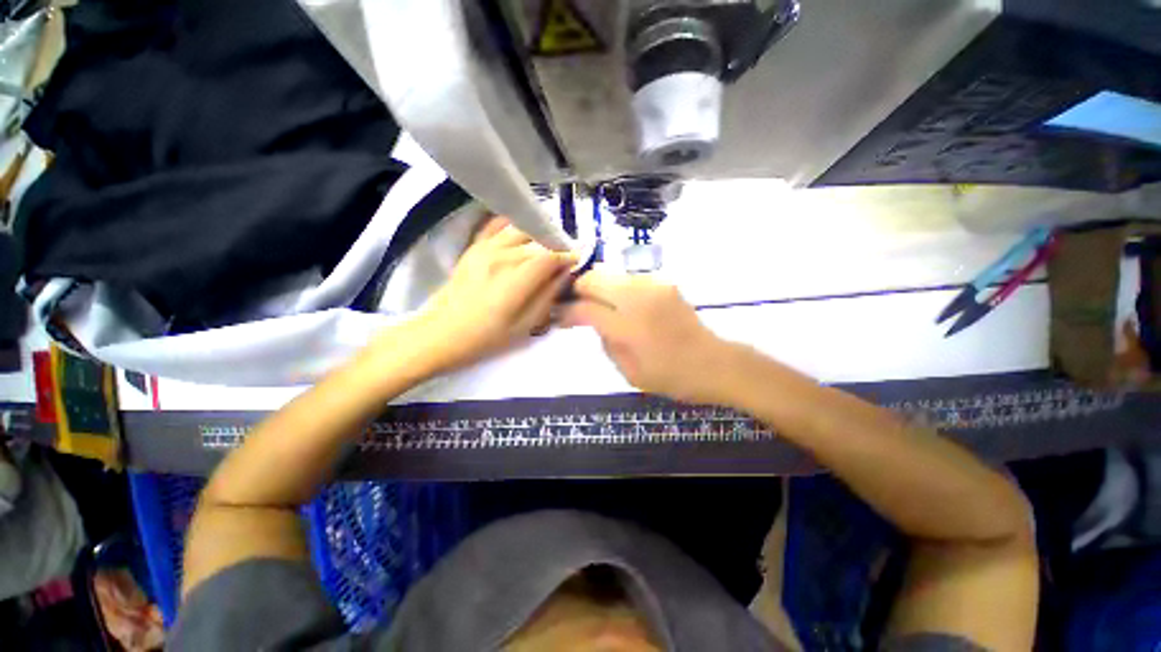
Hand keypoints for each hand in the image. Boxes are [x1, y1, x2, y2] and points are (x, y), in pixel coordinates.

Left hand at [395, 217, 576, 374]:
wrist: (441, 334)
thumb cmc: (486, 338)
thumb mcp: (524, 326)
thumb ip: (548, 296)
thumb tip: (564, 273)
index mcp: (515, 280)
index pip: (550, 256)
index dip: (568, 255)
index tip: (577, 260)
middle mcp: (502, 257)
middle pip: (538, 242)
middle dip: (556, 247)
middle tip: (563, 260)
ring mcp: (485, 248)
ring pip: (522, 230)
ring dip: (539, 236)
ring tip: (546, 248)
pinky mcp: (474, 247)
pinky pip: (498, 225)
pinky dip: (514, 226)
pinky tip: (523, 235)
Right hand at [560, 270, 730, 402]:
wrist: (713, 363)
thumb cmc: (671, 376)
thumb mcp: (629, 373)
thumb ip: (606, 343)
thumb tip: (595, 322)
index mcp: (628, 327)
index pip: (585, 308)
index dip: (567, 312)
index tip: (560, 317)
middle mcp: (638, 298)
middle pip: (593, 279)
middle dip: (578, 290)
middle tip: (576, 306)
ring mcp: (653, 286)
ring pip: (610, 274)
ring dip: (599, 288)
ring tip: (600, 306)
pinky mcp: (664, 283)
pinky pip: (629, 279)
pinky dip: (618, 289)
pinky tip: (624, 306)